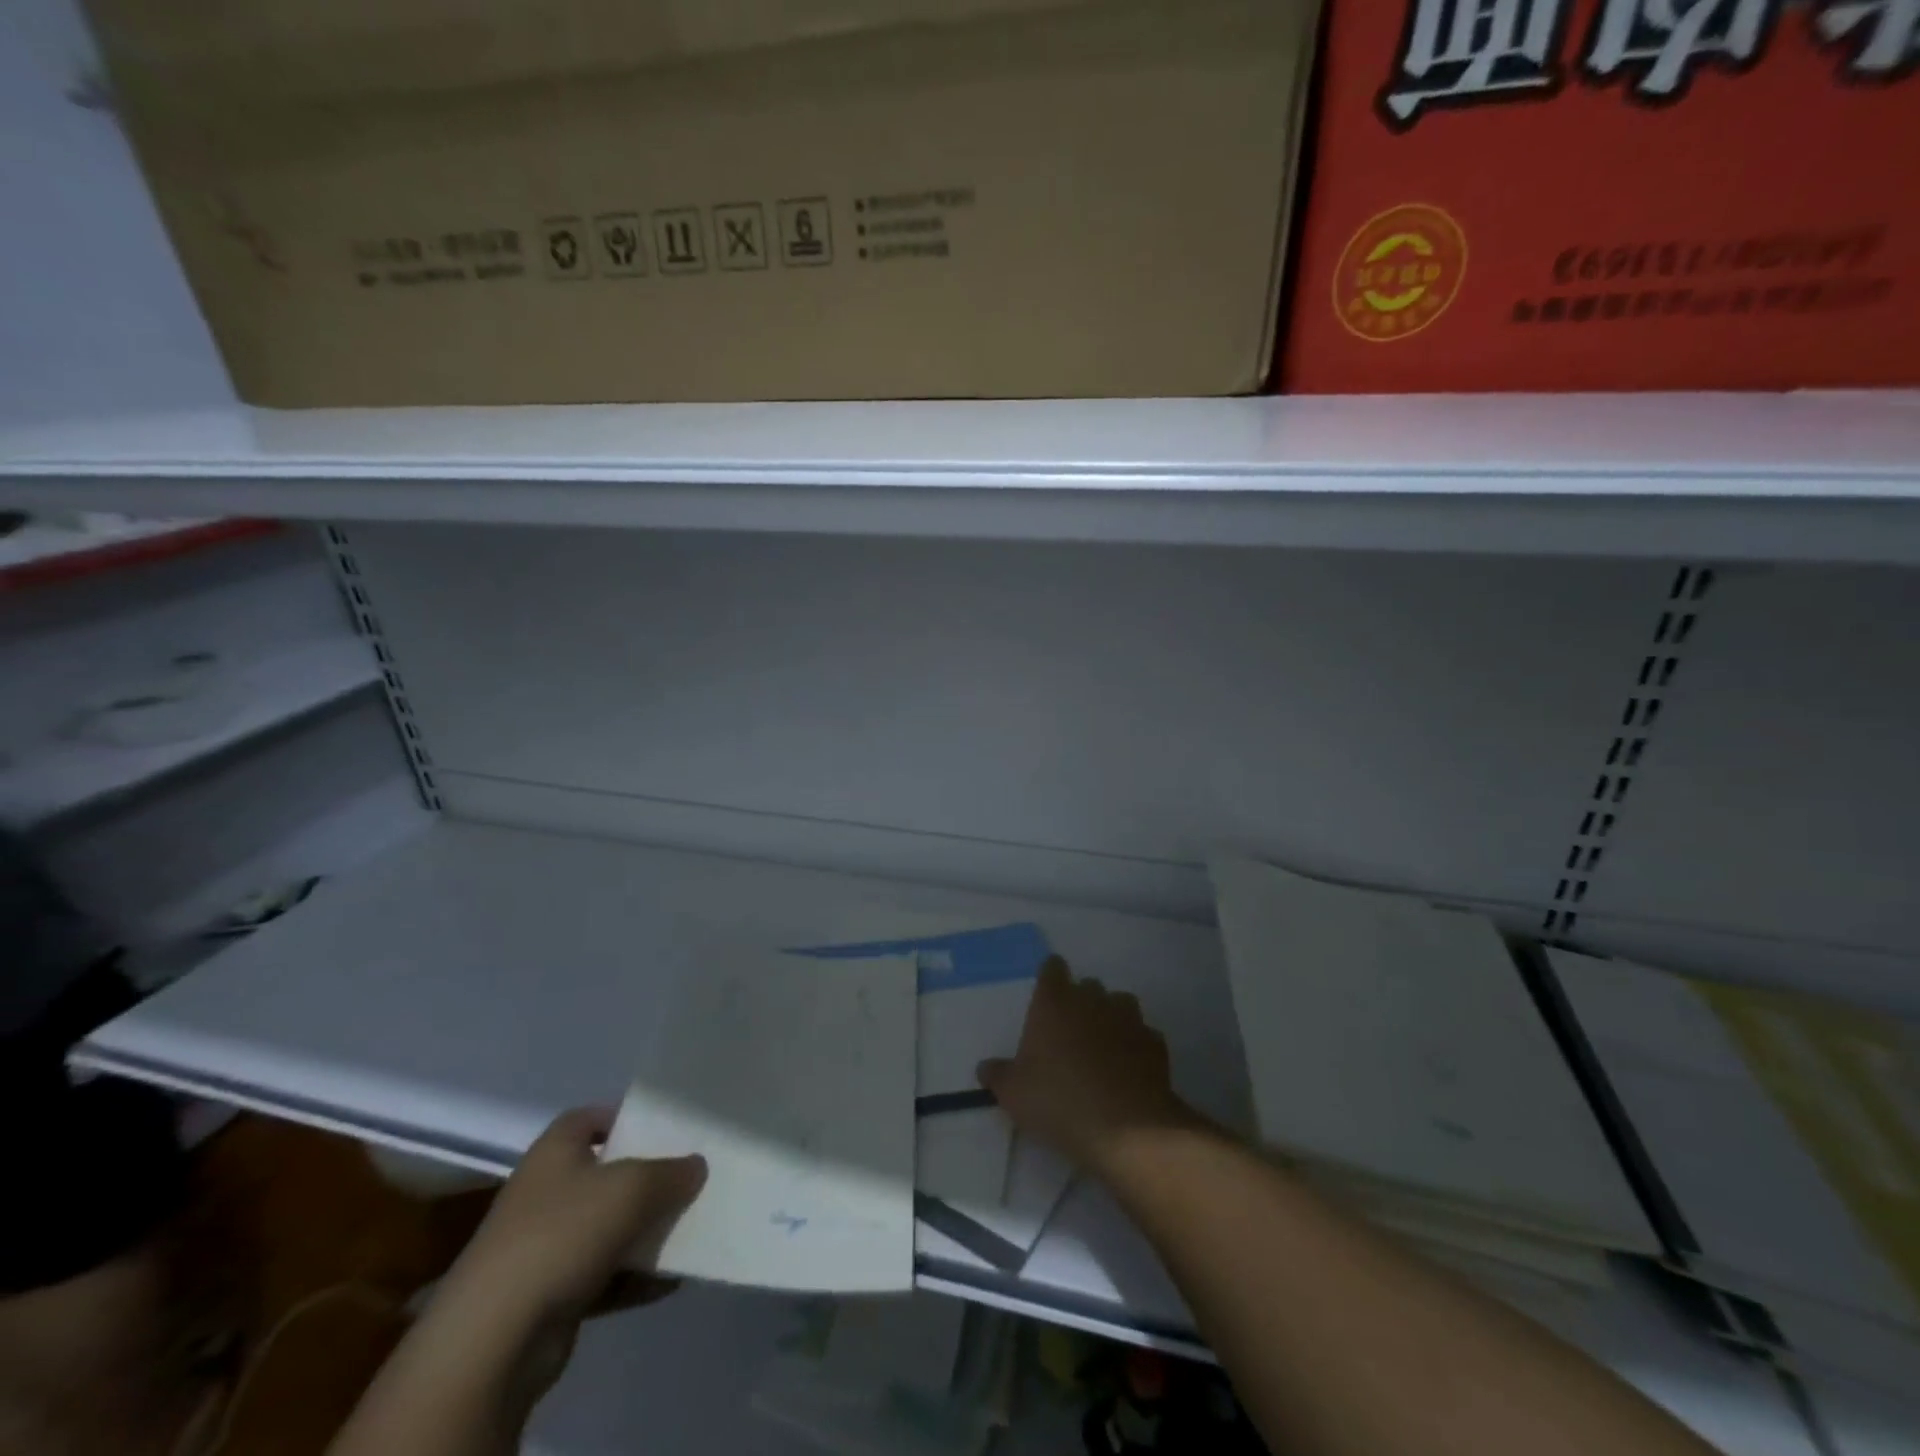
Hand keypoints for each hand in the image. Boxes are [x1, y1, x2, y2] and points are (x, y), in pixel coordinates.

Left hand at [437, 1108, 704, 1344]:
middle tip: (688, 1177)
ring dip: (644, 1231)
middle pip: (605, 1173)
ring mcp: (544, 1246)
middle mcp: (545, 1192)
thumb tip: (696, 1166)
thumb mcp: (634, 1186)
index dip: (625, 1118)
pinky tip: (671, 1281)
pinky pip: (603, 1276)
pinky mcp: (549, 1296)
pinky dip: (634, 1278)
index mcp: (555, 1151)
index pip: (590, 1118)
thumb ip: (671, 1172)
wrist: (494, 1340)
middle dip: (646, 1177)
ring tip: (690, 1228)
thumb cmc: (562, 1234)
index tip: (665, 1128)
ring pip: (606, 1227)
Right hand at [978, 956, 1199, 1175]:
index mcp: (1054, 1002)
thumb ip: (998, 1075)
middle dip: (1081, 1001)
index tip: (1048, 995)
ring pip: (1120, 1004)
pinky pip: (1142, 1035)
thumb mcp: (1013, 1094)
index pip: (1053, 968)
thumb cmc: (1058, 1100)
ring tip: (1103, 1048)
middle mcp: (1092, 1000)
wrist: (1125, 1128)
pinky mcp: (1155, 1043)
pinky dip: (1135, 1046)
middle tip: (1070, 1032)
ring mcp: (1128, 1018)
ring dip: (1112, 1018)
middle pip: (1088, 985)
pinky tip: (1129, 1070)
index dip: (1051, 978)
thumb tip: (985, 1067)